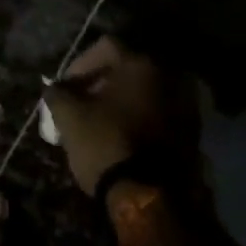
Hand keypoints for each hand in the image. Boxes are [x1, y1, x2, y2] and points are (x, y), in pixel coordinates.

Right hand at [44, 37, 201, 195]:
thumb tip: (54, 88)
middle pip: (128, 68)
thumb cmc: (106, 145)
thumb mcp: (70, 117)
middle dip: (102, 82)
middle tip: (81, 103)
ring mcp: (184, 104)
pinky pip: (158, 113)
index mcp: (140, 64)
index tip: (66, 87)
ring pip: (145, 92)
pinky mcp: (191, 132)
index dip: (80, 64)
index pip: (105, 47)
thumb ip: (57, 94)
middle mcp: (168, 76)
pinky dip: (139, 118)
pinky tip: (123, 137)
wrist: (150, 198)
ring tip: (101, 122)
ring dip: (122, 101)